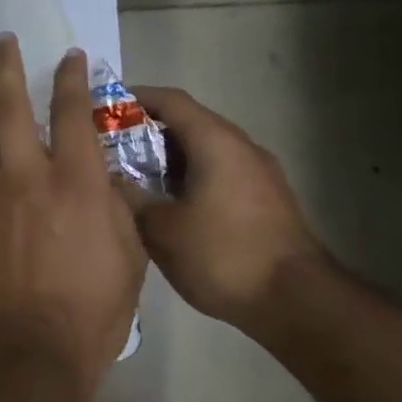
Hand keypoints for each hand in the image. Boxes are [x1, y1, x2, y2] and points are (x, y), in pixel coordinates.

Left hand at [0, 37, 145, 396]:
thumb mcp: (129, 256)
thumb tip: (105, 182)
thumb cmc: (91, 309)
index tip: (71, 56)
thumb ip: (116, 208)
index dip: (71, 79)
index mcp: (75, 182)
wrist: (25, 350)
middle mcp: (27, 176)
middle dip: (7, 67)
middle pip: (8, 107)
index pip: (71, 112)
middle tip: (4, 41)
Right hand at [127, 86, 328, 333]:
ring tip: (136, 178)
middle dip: (148, 131)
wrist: (297, 302)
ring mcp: (260, 172)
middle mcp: (242, 146)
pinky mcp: (268, 199)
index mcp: (215, 142)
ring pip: (206, 149)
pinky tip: (171, 204)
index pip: (171, 100)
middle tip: (112, 149)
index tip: (104, 110)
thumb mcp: (160, 229)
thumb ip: (129, 197)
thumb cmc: (222, 255)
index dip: (135, 99)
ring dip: (170, 157)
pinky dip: (191, 176)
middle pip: (189, 122)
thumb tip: (109, 179)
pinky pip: (221, 171)